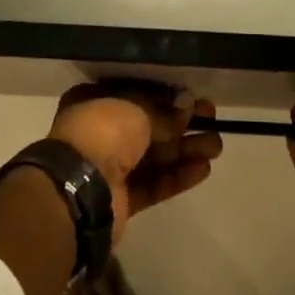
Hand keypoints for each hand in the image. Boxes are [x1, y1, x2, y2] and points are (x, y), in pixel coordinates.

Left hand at [49, 81, 223, 242]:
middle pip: (149, 125)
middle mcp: (100, 133)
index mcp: (94, 103)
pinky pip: (154, 183)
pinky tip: (204, 169)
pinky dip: (178, 176)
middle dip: (181, 123)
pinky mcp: (122, 200)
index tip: (192, 96)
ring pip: (155, 156)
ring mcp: (110, 169)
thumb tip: (188, 105)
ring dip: (185, 150)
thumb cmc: (101, 133)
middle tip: (212, 118)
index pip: (135, 94)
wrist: (77, 193)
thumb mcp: (136, 108)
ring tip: (217, 146)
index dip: (165, 95)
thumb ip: (164, 109)